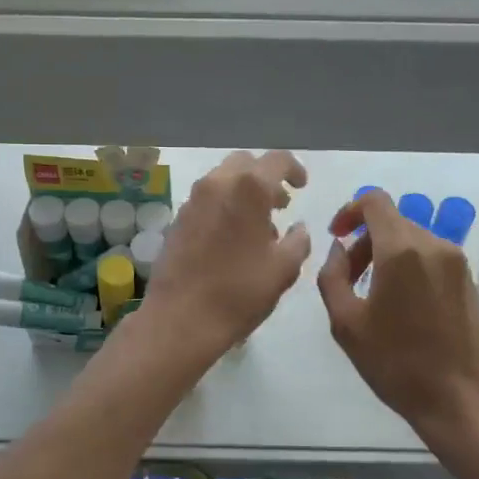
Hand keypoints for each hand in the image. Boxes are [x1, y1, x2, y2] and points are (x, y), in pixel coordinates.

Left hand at [142, 151, 311, 357]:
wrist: (180, 318)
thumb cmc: (240, 292)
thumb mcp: (283, 269)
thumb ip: (298, 241)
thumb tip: (298, 228)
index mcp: (248, 188)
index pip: (277, 160)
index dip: (295, 169)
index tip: (302, 187)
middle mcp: (217, 184)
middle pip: (245, 163)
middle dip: (266, 177)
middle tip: (280, 203)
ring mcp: (192, 200)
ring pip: (222, 179)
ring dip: (243, 191)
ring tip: (258, 224)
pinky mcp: (177, 219)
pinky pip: (206, 199)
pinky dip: (224, 205)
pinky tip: (232, 237)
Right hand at [317, 190, 478, 451]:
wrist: (459, 399)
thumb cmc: (395, 363)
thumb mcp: (345, 323)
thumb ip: (332, 276)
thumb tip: (339, 249)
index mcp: (401, 250)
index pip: (375, 201)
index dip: (349, 210)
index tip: (337, 237)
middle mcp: (433, 245)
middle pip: (392, 220)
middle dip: (365, 240)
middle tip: (350, 278)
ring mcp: (456, 261)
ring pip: (412, 238)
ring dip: (387, 253)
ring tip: (374, 294)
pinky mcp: (469, 278)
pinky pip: (431, 256)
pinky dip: (410, 265)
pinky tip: (403, 304)